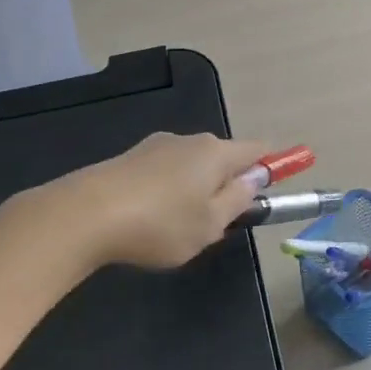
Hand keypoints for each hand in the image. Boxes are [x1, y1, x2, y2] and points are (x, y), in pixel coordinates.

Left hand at [50, 132, 267, 269]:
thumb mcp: (211, 223)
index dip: (275, 162)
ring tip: (183, 228)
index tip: (286, 171)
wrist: (84, 215)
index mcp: (215, 153)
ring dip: (198, 190)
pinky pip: (164, 174)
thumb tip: (255, 177)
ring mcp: (155, 148)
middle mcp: (188, 141)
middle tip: (225, 221)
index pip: (256, 150)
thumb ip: (238, 199)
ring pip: (191, 168)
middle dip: (230, 183)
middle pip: (222, 158)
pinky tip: (154, 220)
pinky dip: (171, 192)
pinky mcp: (128, 161)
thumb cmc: (160, 224)